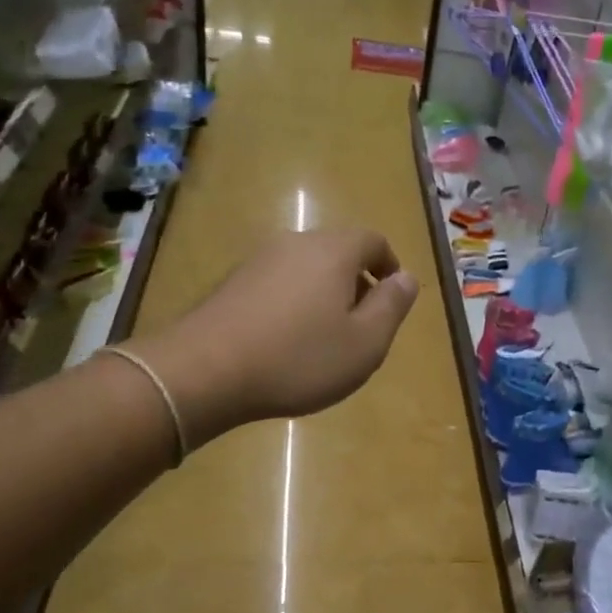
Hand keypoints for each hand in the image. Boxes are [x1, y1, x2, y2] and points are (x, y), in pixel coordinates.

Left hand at [141, 227, 417, 446]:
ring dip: (323, 295)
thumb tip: (406, 278)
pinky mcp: (232, 284)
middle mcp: (296, 243)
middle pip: (338, 252)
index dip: (389, 266)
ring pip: (306, 269)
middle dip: (356, 283)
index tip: (392, 298)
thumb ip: (392, 306)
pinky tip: (285, 342)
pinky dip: (292, 304)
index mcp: (333, 251)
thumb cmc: (299, 358)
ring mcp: (258, 261)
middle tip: (362, 324)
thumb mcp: (365, 343)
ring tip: (324, 338)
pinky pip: (277, 285)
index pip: (373, 241)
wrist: (204, 371)